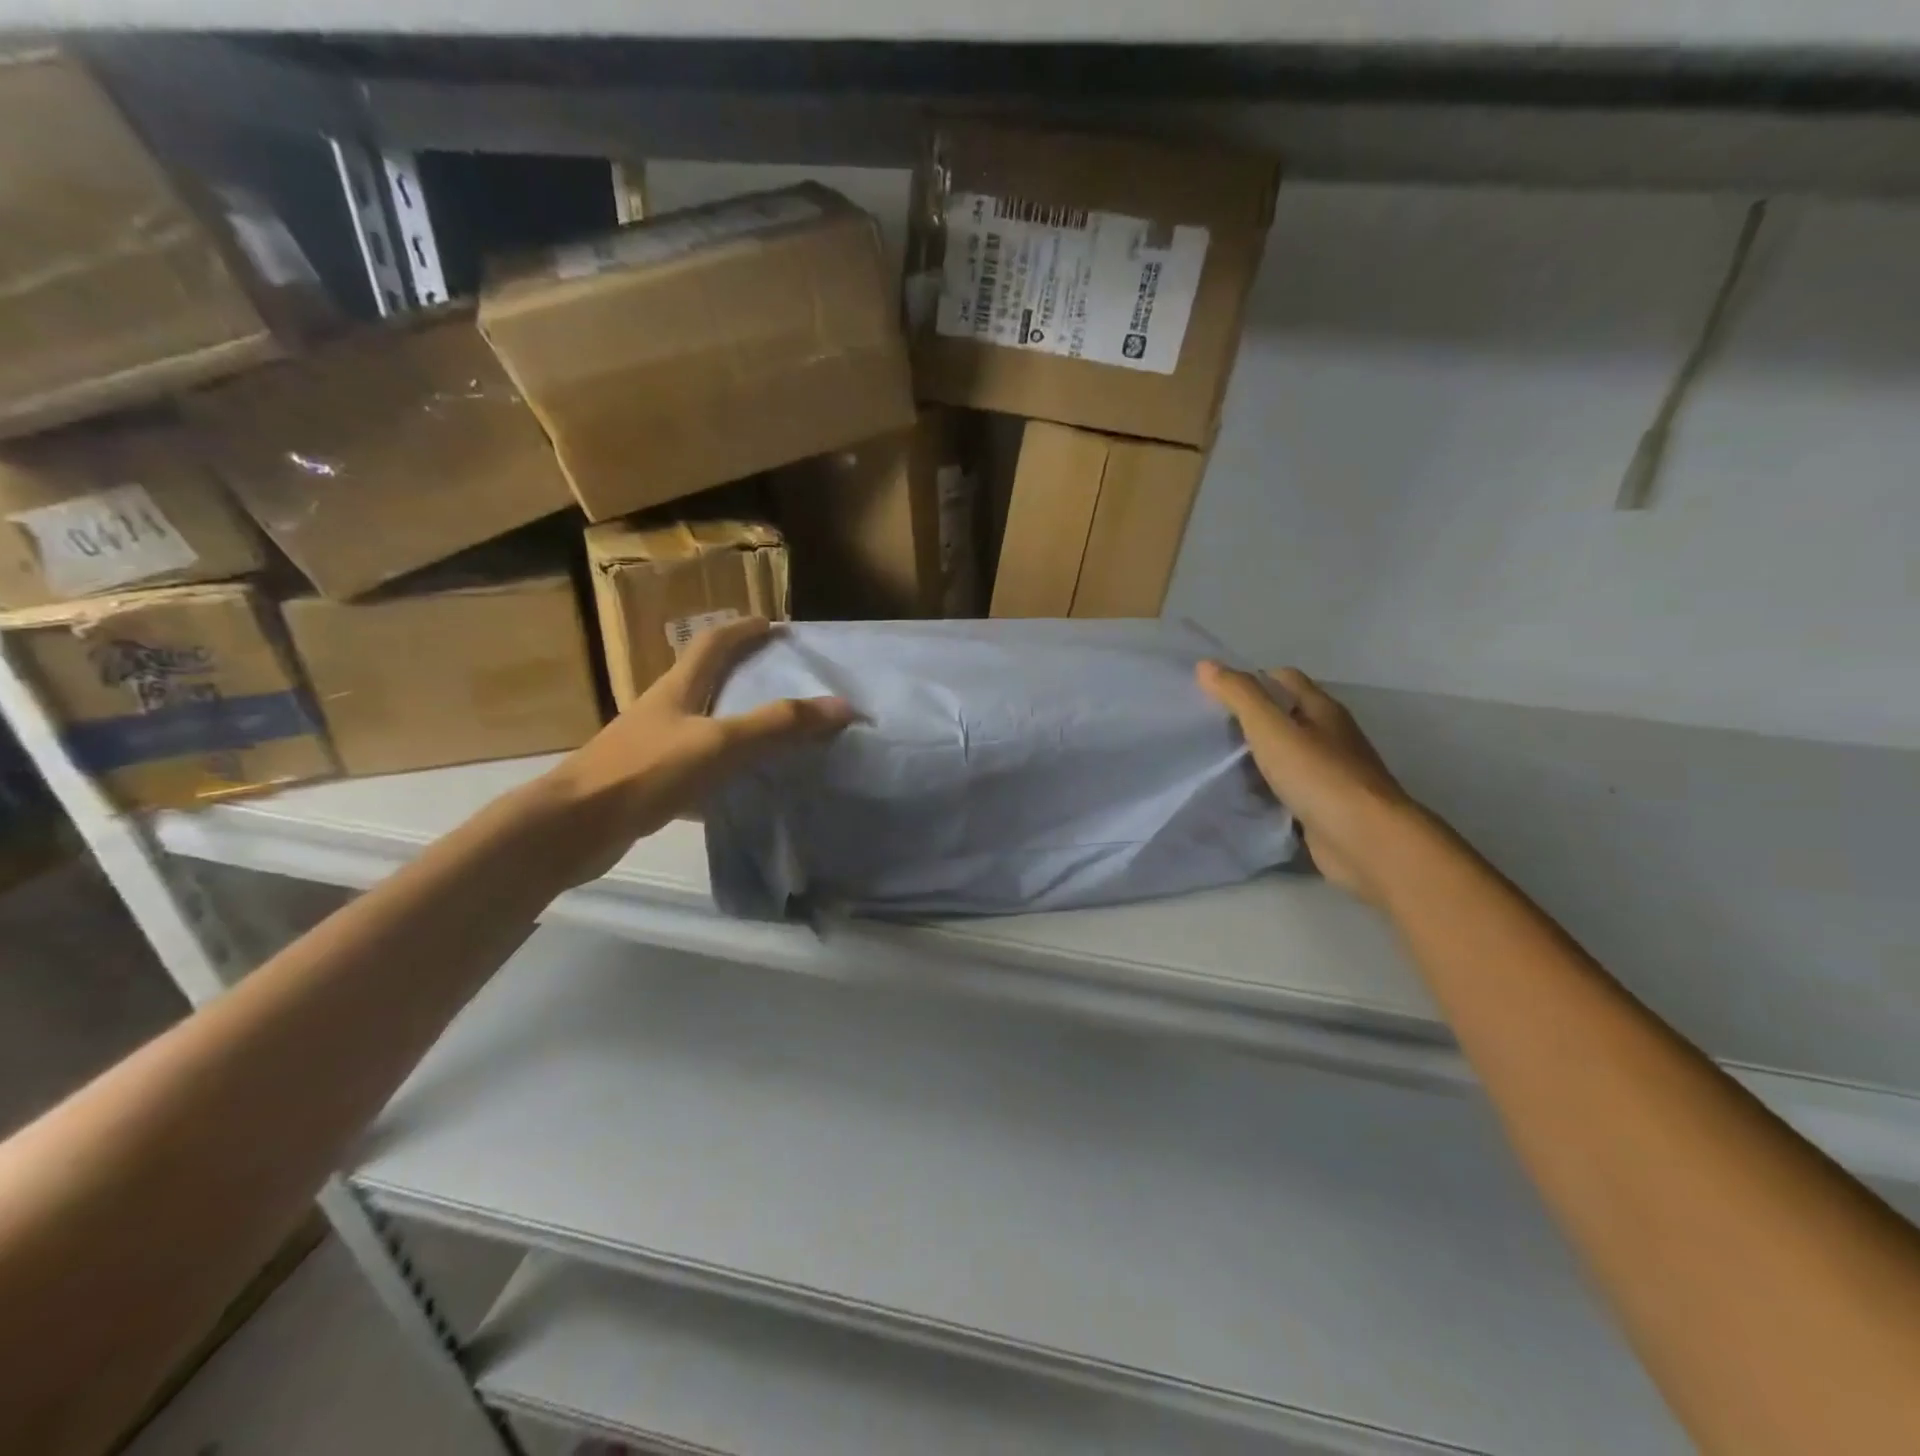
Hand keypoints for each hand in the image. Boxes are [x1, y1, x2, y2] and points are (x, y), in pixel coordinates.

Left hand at [533, 617, 853, 884]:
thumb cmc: (645, 772)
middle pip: (705, 680)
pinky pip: (696, 765)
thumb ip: (778, 725)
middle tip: (782, 677)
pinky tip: (741, 786)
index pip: (712, 644)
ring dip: (735, 720)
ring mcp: (651, 747)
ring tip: (772, 730)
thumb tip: (841, 706)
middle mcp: (663, 711)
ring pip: (702, 724)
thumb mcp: (719, 743)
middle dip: (742, 671)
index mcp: (677, 689)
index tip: (774, 625)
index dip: (742, 630)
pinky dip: (723, 768)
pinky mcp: (647, 783)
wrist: (573, 828)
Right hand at [1198, 662, 1425, 906]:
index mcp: (1322, 709)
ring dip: (1257, 757)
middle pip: (1285, 716)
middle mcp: (1330, 736)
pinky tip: (1241, 796)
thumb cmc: (1318, 775)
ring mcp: (1329, 774)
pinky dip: (1266, 789)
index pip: (1284, 679)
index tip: (1215, 696)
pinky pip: (1288, 789)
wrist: (1364, 840)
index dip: (1251, 681)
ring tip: (1215, 762)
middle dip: (1249, 720)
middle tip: (1208, 730)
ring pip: (1285, 755)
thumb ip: (1239, 695)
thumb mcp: (1270, 728)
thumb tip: (1205, 665)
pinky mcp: (1324, 807)